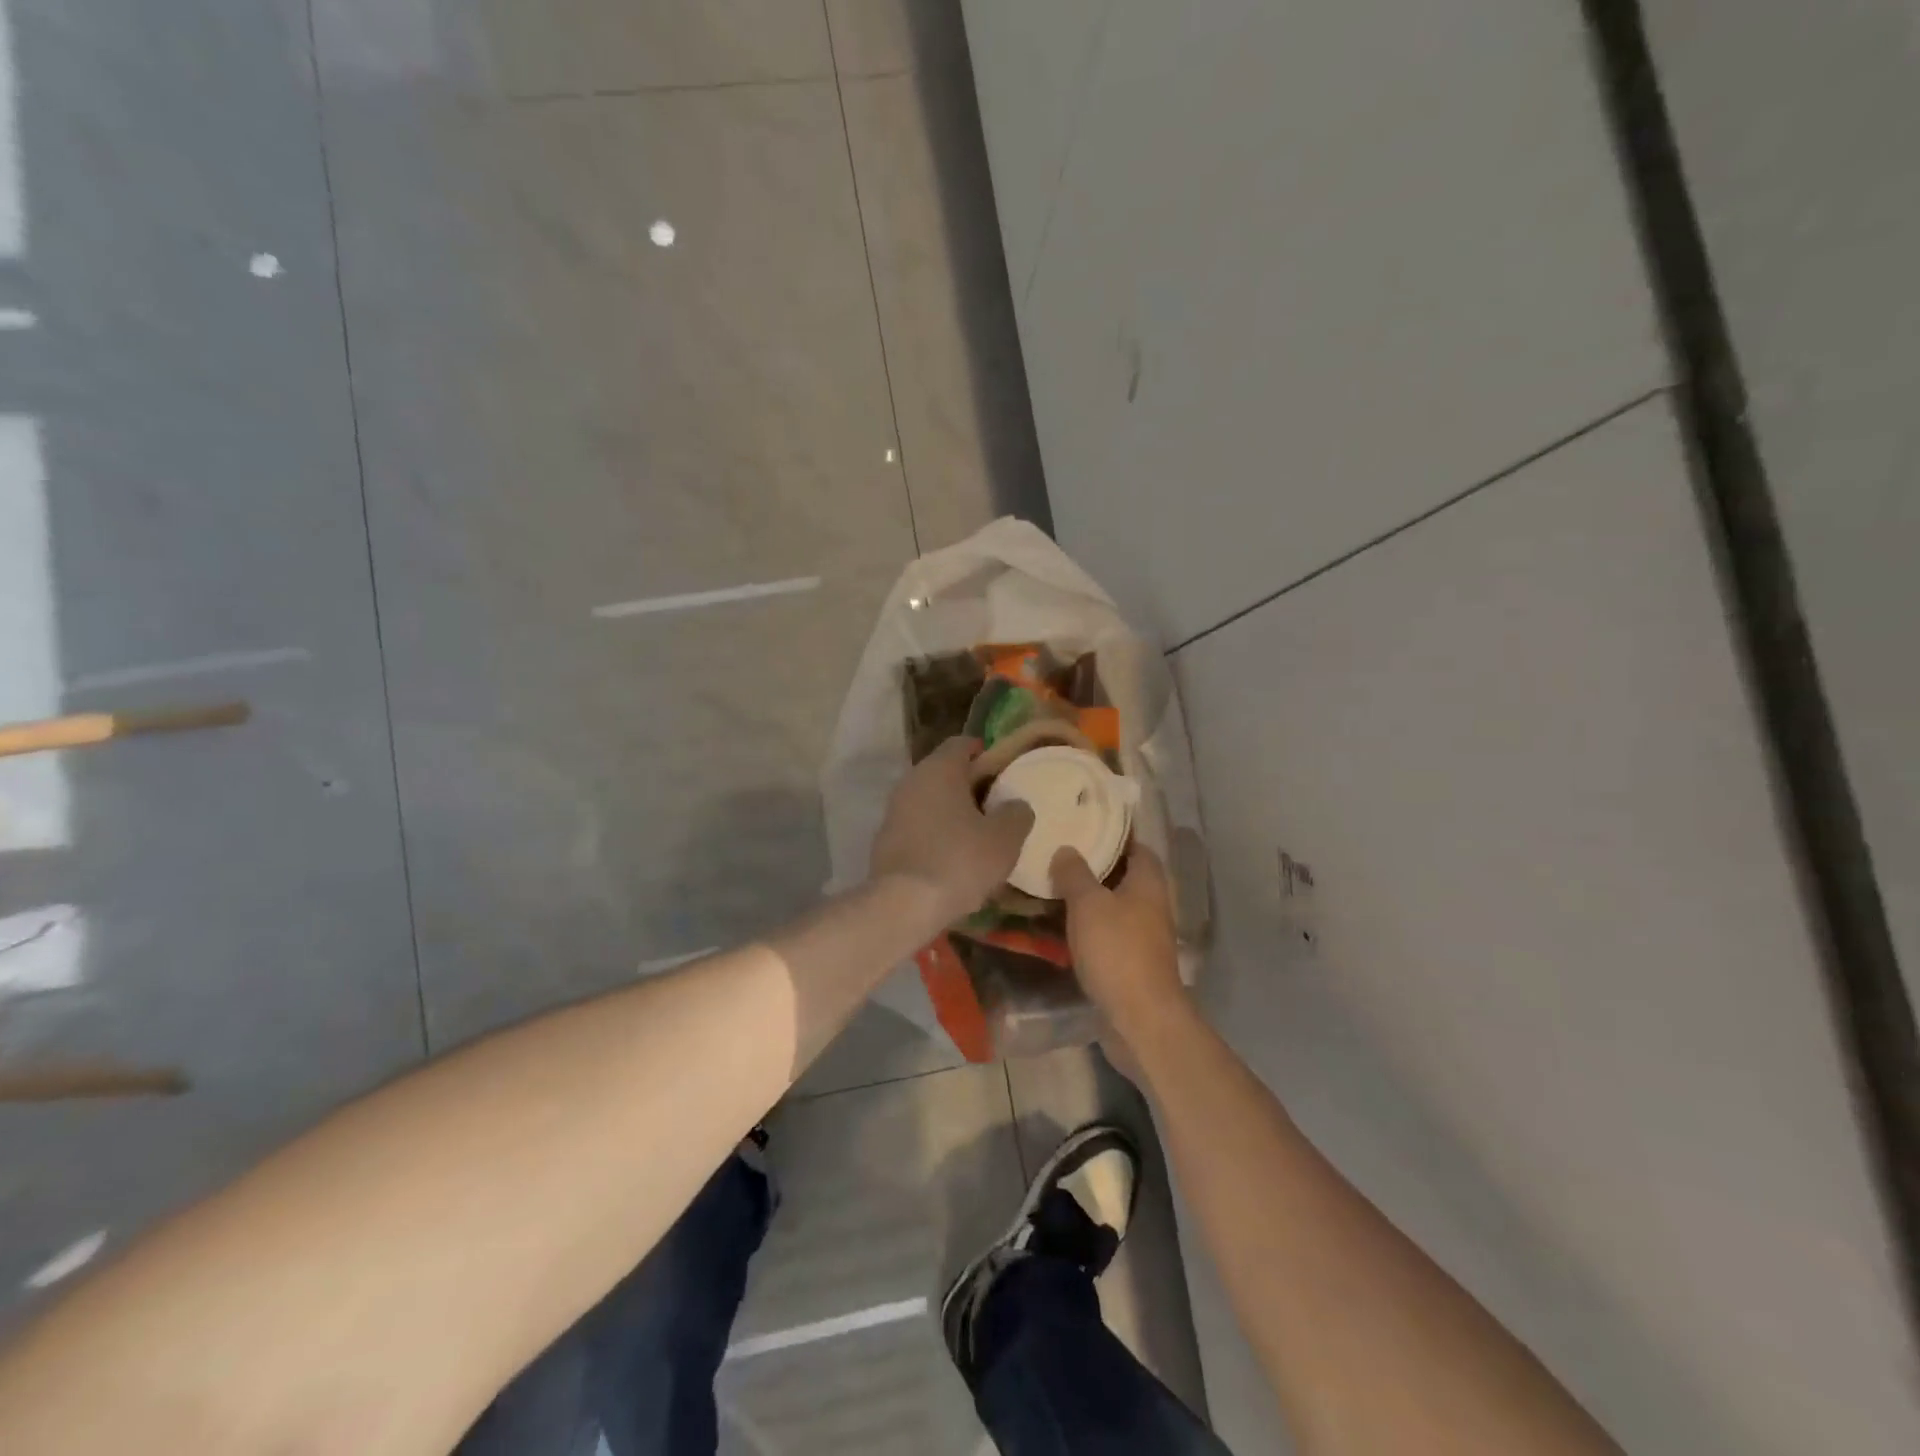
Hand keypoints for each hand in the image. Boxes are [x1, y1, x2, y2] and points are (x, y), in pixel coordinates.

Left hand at [871, 738, 1033, 921]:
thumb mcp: (1005, 838)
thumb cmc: (959, 861)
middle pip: (945, 772)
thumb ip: (1016, 813)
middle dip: (971, 785)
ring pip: (930, 801)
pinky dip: (936, 834)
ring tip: (980, 835)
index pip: (962, 744)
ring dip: (953, 812)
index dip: (986, 753)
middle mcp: (911, 781)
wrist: (903, 905)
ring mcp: (893, 811)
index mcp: (939, 769)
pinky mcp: (885, 841)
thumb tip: (1015, 805)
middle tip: (998, 805)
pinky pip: (918, 827)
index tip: (1005, 771)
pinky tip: (954, 858)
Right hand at [1052, 845, 1184, 1033]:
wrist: (1140, 1018)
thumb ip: (1074, 873)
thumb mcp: (1088, 903)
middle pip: (1124, 875)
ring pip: (1114, 906)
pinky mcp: (1133, 961)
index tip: (1082, 826)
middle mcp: (1152, 904)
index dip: (1112, 834)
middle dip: (1094, 866)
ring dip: (1089, 898)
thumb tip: (1067, 849)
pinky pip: (1108, 933)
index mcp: (1148, 882)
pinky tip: (1061, 925)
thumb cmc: (1116, 950)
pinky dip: (1089, 926)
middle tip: (1058, 855)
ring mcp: (1145, 935)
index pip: (1136, 845)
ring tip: (1052, 887)